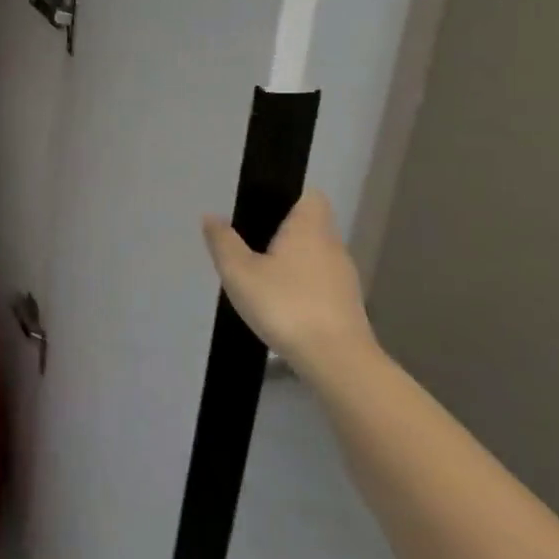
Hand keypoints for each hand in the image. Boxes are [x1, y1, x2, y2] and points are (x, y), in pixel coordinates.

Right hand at [202, 189, 377, 381]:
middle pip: (310, 225)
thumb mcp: (239, 271)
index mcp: (309, 229)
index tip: (262, 208)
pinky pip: (320, 280)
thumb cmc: (285, 305)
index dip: (288, 196)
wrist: (338, 362)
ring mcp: (344, 278)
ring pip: (314, 254)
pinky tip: (280, 302)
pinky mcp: (347, 305)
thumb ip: (223, 241)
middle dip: (283, 230)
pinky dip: (301, 284)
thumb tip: (212, 217)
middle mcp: (332, 246)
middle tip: (249, 243)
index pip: (310, 196)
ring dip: (292, 259)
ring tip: (260, 275)